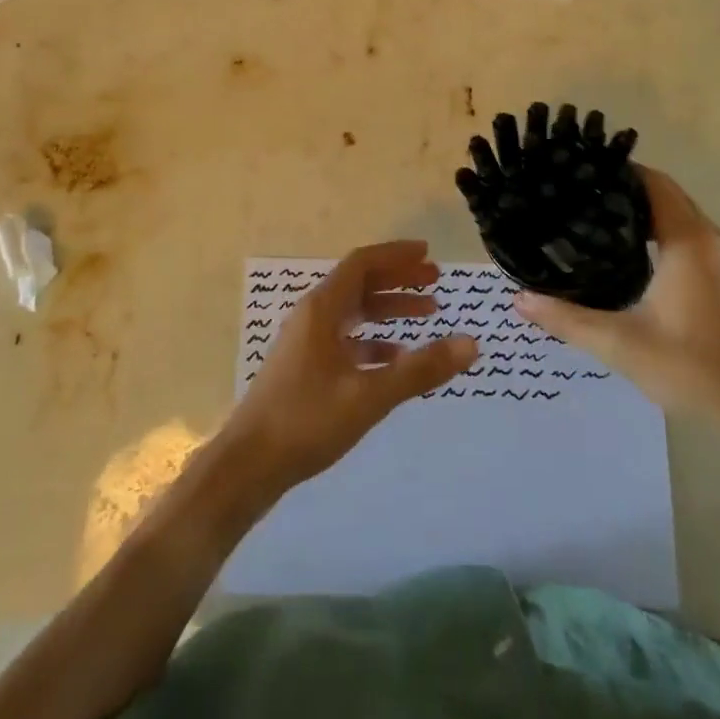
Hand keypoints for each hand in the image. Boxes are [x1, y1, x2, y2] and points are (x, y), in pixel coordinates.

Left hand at [224, 241, 476, 493]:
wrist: (248, 465)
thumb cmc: (307, 420)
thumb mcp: (369, 395)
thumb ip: (420, 370)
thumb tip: (471, 343)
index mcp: (322, 308)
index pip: (362, 263)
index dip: (396, 255)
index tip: (428, 254)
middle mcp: (313, 316)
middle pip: (360, 283)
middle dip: (398, 279)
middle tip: (436, 282)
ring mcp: (307, 342)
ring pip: (353, 312)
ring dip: (388, 309)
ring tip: (427, 315)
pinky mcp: (305, 367)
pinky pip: (345, 339)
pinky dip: (373, 340)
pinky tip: (395, 357)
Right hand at [514, 166, 719, 426]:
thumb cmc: (691, 368)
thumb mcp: (620, 343)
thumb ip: (566, 318)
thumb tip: (518, 299)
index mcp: (687, 241)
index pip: (652, 182)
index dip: (617, 170)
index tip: (577, 169)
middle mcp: (706, 238)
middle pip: (664, 191)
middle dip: (622, 185)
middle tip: (574, 189)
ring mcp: (718, 257)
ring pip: (675, 211)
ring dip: (639, 206)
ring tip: (591, 212)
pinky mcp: (719, 276)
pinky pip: (683, 231)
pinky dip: (654, 225)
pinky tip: (623, 246)